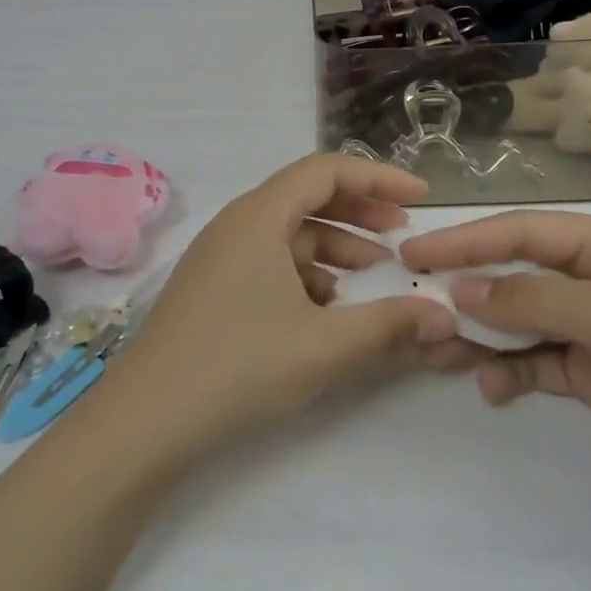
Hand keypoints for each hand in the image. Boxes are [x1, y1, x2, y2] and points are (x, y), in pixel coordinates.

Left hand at [100, 155, 457, 457]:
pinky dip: (307, 274)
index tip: (421, 200)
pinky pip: (270, 262)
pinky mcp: (214, 287)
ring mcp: (221, 256)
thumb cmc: (238, 366)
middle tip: (404, 237)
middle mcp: (237, 224)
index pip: (326, 170)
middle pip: (307, 197)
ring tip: (375, 276)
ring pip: (289, 234)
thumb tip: (444, 316)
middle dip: (360, 212)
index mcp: (259, 216)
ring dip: (336, 247)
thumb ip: (389, 325)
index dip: (378, 179)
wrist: (147, 419)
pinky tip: (329, 309)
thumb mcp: (324, 346)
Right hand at [401, 212, 590, 517]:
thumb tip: (461, 290)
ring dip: (483, 336)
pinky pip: (540, 364)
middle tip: (419, 312)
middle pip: (515, 275)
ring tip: (443, 355)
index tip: (413, 255)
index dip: (463, 241)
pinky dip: (513, 373)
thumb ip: (529, 299)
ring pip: (522, 322)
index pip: (519, 233)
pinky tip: (493, 389)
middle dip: (468, 291)